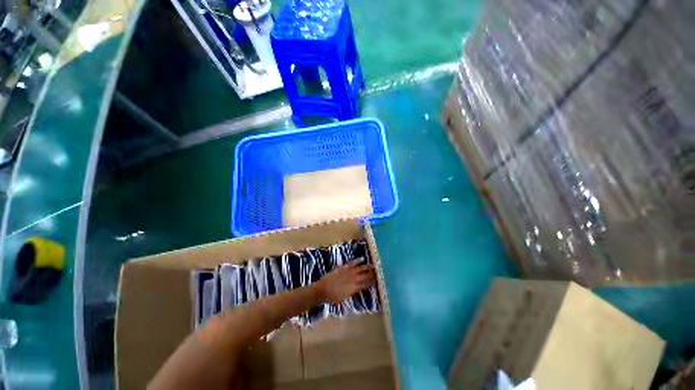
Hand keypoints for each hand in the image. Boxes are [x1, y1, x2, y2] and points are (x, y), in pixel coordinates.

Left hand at [314, 262, 376, 303]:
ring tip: (375, 264)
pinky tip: (362, 258)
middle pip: (365, 275)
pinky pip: (351, 263)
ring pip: (360, 268)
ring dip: (368, 267)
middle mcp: (353, 279)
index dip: (374, 281)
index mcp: (354, 288)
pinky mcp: (342, 268)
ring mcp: (348, 272)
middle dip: (373, 273)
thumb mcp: (344, 298)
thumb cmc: (332, 297)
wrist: (322, 289)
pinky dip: (357, 261)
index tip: (381, 278)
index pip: (366, 284)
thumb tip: (360, 288)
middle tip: (381, 270)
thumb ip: (353, 292)